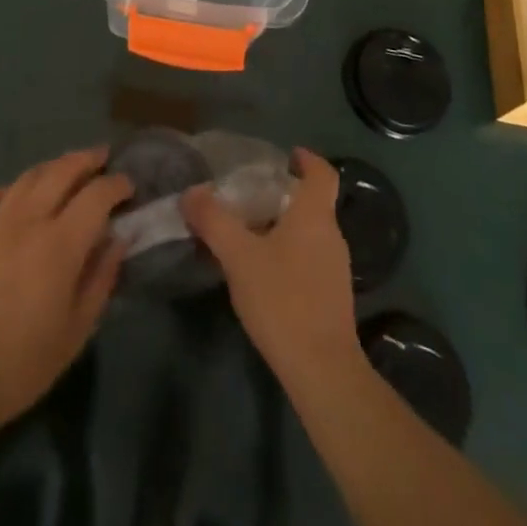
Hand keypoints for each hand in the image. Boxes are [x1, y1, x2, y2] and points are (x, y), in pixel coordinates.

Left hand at [0, 148, 131, 432]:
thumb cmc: (20, 364)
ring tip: (67, 169)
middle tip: (102, 157)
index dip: (116, 185)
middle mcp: (29, 219)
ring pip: (30, 175)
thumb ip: (101, 279)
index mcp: (60, 243)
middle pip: (62, 170)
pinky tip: (21, 196)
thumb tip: (117, 240)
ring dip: (54, 166)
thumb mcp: (76, 331)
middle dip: (87, 159)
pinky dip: (17, 187)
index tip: (128, 186)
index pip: (97, 195)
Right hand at [182, 148, 357, 376]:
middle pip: (314, 202)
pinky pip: (310, 258)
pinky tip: (265, 271)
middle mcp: (332, 235)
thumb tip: (191, 192)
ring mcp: (335, 268)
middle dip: (285, 194)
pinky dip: (290, 252)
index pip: (322, 173)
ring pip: (311, 232)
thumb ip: (214, 221)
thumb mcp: (239, 256)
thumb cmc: (283, 300)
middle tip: (251, 194)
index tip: (287, 154)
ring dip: (285, 225)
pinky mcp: (332, 297)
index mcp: (315, 215)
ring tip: (251, 231)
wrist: (322, 370)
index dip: (307, 159)